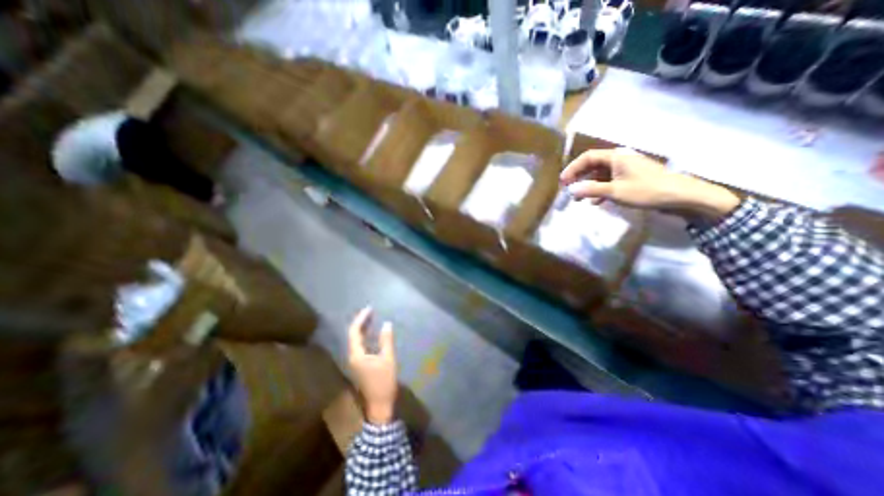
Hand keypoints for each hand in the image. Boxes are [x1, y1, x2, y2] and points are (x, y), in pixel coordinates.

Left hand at [348, 308, 398, 423]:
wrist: (379, 406)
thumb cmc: (383, 382)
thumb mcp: (388, 359)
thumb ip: (386, 340)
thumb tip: (387, 324)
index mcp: (356, 354)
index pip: (355, 331)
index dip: (361, 318)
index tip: (370, 309)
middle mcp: (352, 356)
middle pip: (353, 335)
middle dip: (361, 322)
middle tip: (371, 311)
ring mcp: (354, 362)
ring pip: (355, 341)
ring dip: (362, 329)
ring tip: (371, 319)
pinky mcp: (359, 365)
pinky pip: (359, 346)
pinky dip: (365, 337)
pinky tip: (372, 334)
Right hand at [558, 147, 740, 221]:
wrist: (681, 196)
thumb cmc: (647, 190)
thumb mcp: (616, 191)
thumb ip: (591, 190)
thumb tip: (570, 190)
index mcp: (616, 157)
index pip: (587, 157)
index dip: (573, 168)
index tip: (563, 182)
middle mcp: (620, 160)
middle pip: (593, 165)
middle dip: (579, 177)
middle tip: (568, 189)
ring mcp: (626, 169)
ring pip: (600, 174)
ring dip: (588, 185)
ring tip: (579, 199)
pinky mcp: (631, 179)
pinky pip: (609, 182)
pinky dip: (600, 190)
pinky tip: (596, 202)